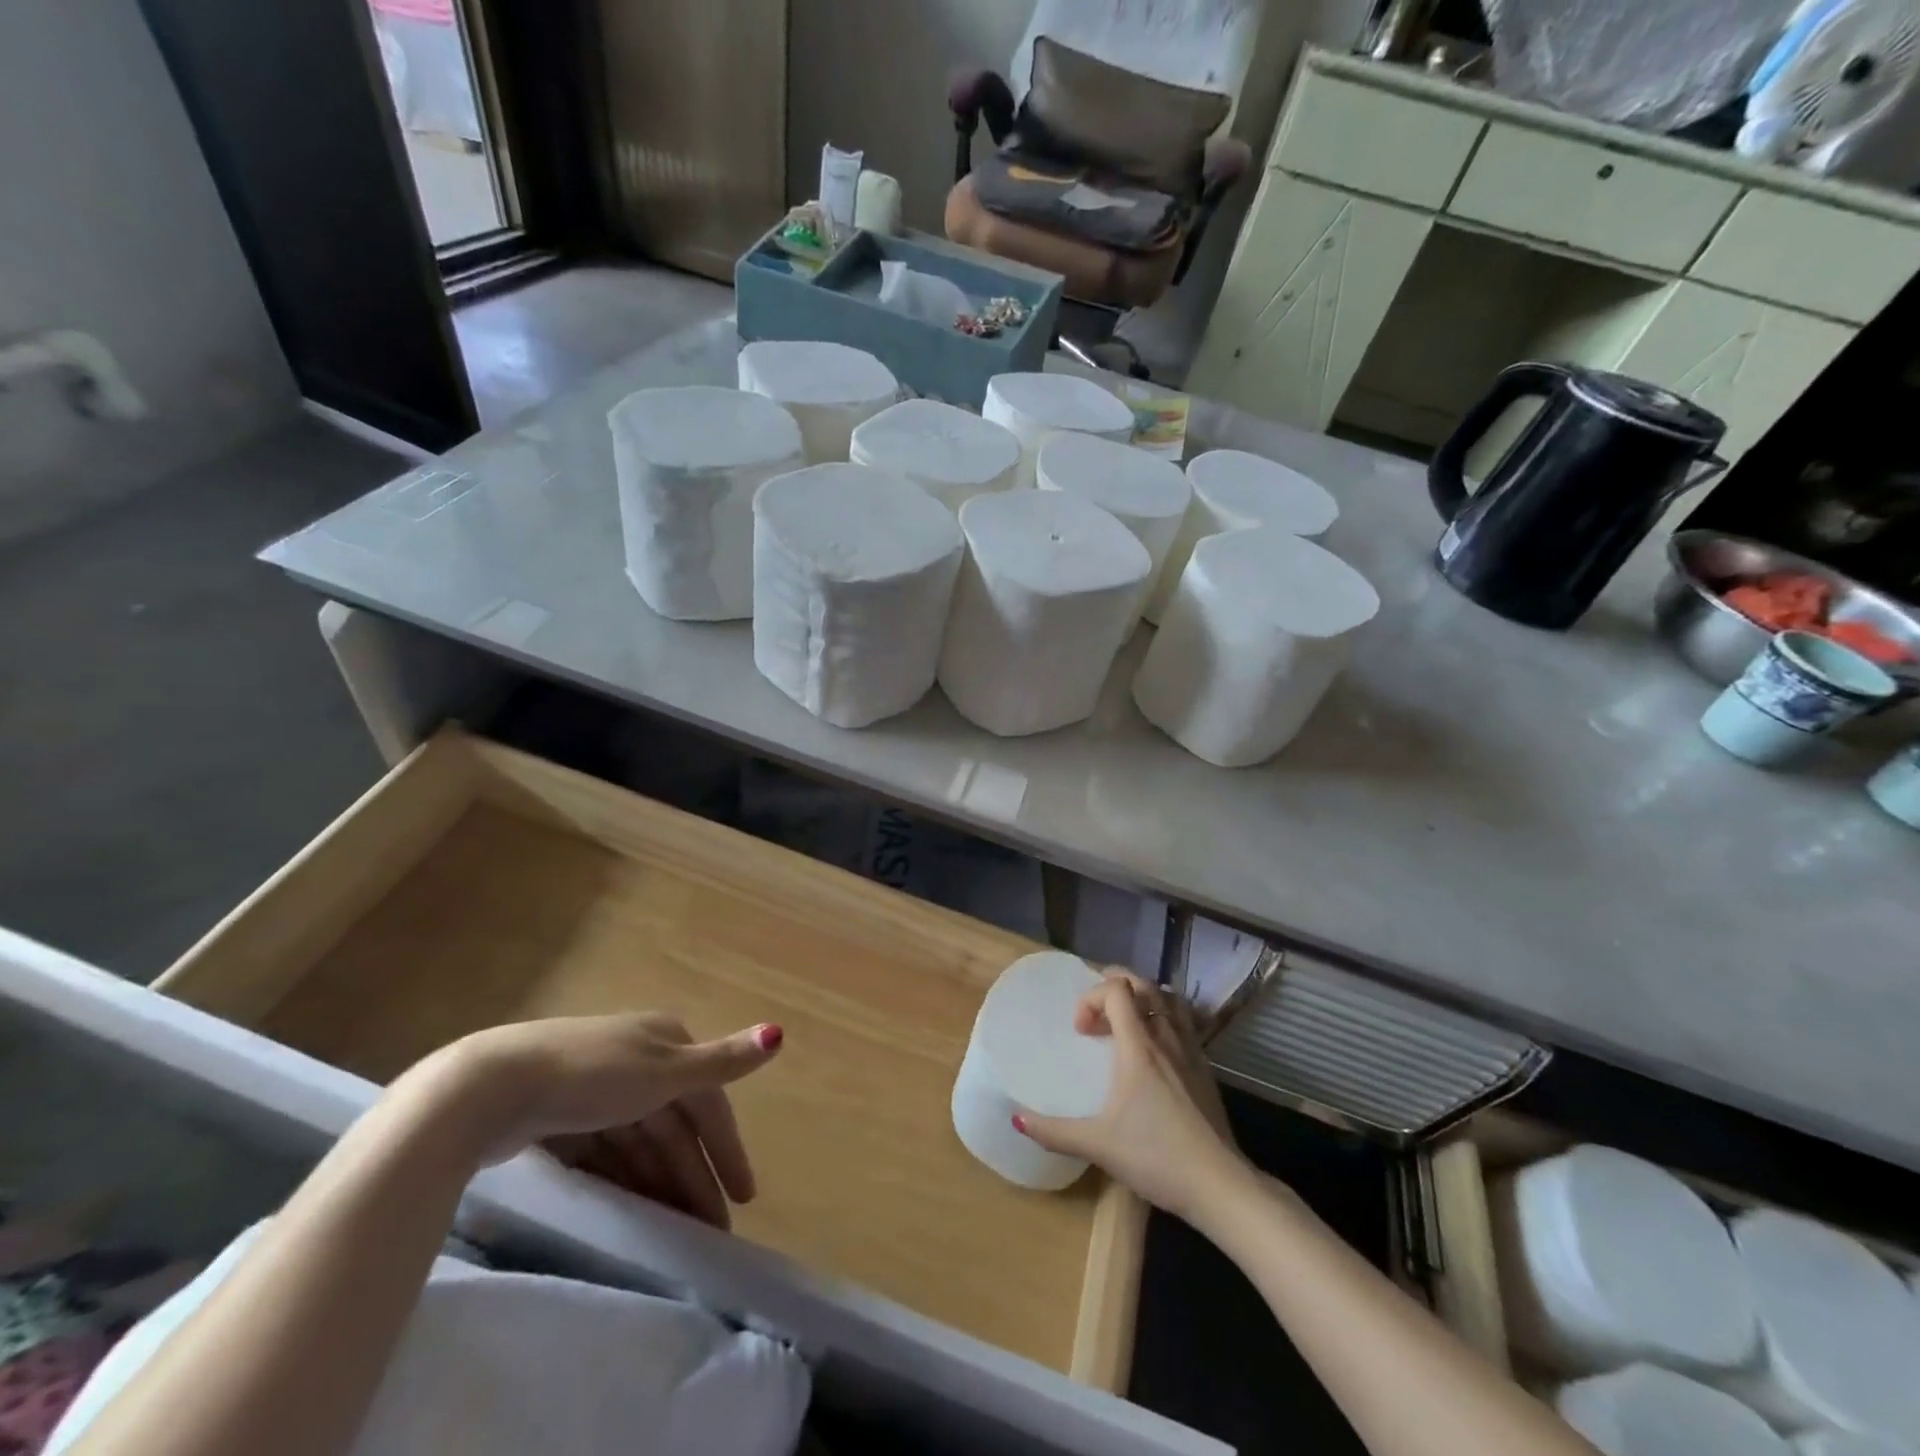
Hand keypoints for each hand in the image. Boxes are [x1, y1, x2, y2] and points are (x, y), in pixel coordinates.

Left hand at [414, 1013, 784, 1230]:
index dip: (728, 1147)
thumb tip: (779, 1034)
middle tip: (711, 1227)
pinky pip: (608, 1151)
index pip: (708, 1101)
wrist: (489, 1089)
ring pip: (641, 1141)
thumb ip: (722, 1062)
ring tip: (674, 1228)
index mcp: (665, 1042)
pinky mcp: (561, 1114)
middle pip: (675, 1125)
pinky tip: (630, 1206)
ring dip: (661, 1181)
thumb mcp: (664, 1071)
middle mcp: (637, 1060)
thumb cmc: (590, 1076)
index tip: (745, 1195)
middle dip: (694, 1175)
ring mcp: (597, 1087)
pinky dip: (624, 1177)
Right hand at [1015, 972, 1246, 1221]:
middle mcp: (1166, 1039)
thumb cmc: (1156, 1157)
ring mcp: (1191, 1052)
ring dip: (1143, 997)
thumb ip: (1055, 1131)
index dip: (1092, 998)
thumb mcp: (1098, 1145)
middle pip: (1144, 985)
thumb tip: (1016, 1119)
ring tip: (1125, 1018)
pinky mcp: (1206, 1069)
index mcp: (1139, 1047)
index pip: (1116, 991)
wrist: (1220, 1185)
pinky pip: (1184, 1023)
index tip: (1080, 1030)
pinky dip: (1164, 1017)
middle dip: (1115, 984)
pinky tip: (1155, 1048)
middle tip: (1096, 1009)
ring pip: (1169, 1000)